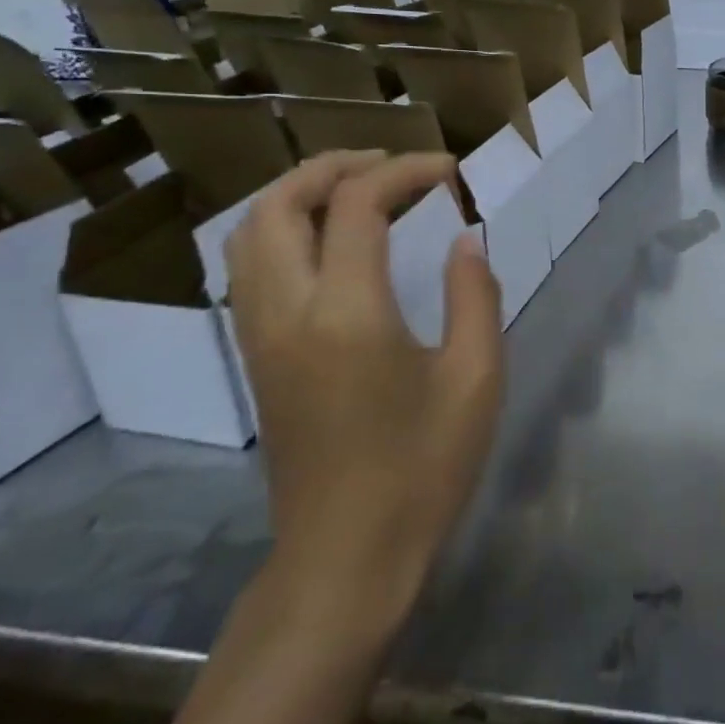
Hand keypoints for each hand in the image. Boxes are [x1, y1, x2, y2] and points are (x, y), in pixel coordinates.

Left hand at [225, 151, 503, 633]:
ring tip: (356, 190)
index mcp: (347, 313)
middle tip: (391, 165)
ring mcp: (260, 336)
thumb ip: (474, 295)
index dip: (406, 171)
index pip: (358, 205)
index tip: (449, 171)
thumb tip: (467, 240)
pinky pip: (249, 268)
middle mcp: (288, 312)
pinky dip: (282, 230)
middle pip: (278, 205)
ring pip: (249, 234)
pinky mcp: (256, 358)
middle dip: (333, 167)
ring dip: (298, 194)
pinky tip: (329, 243)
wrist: (346, 559)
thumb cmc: (423, 469)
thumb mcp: (475, 378)